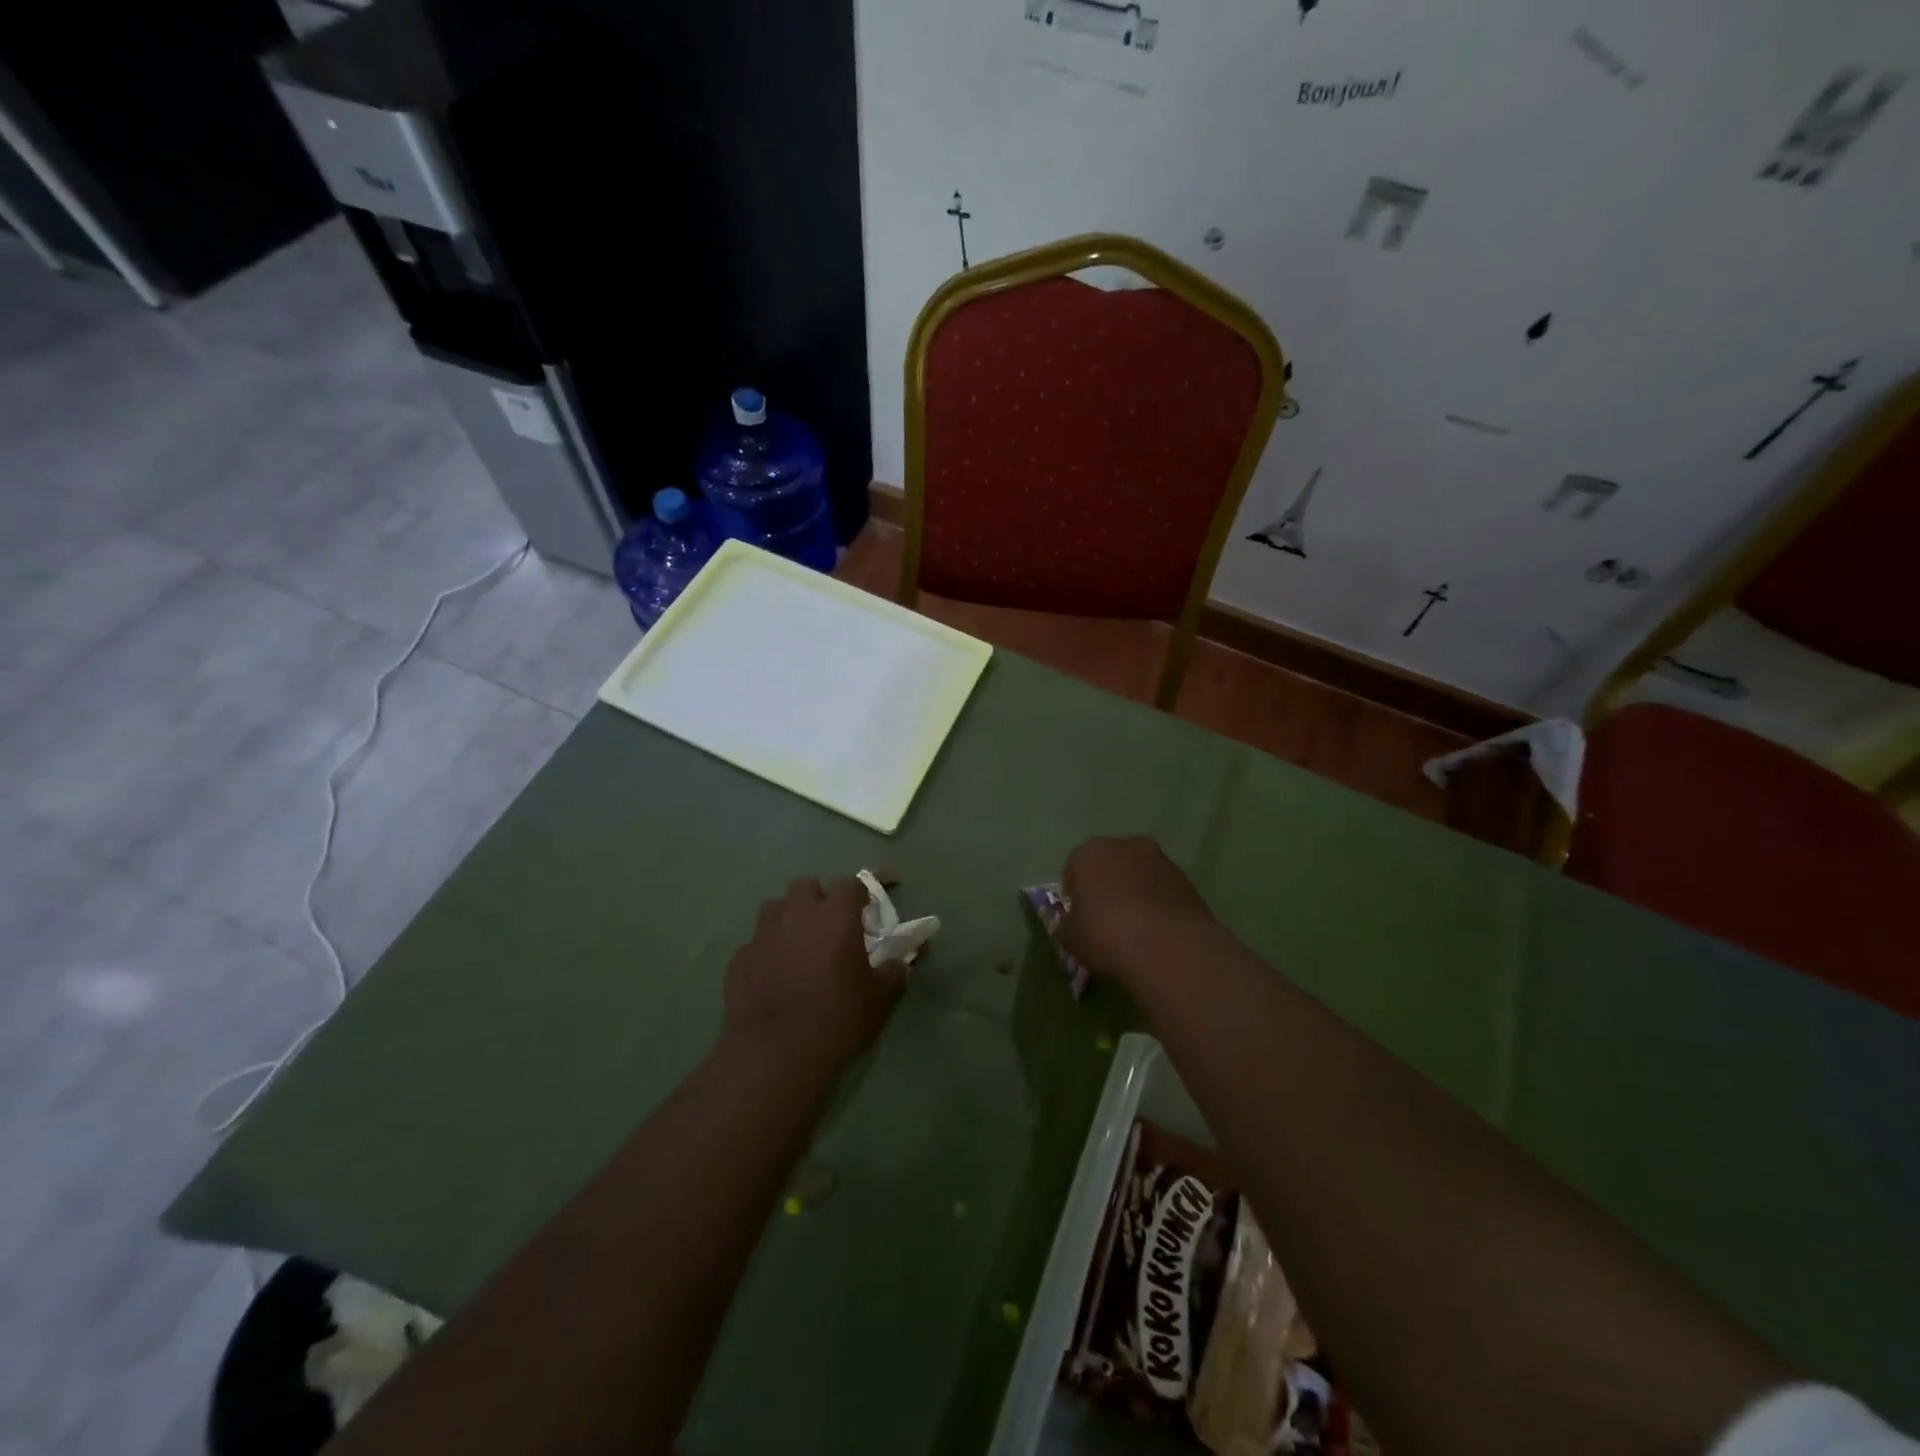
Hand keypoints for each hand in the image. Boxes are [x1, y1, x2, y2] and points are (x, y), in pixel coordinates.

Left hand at [722, 877, 905, 1071]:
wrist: (775, 1055)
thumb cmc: (837, 1019)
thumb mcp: (880, 998)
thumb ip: (893, 972)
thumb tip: (899, 962)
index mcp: (836, 916)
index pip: (852, 884)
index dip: (863, 894)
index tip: (870, 909)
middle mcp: (797, 914)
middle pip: (807, 886)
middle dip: (820, 900)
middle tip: (832, 927)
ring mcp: (763, 934)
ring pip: (776, 908)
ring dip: (790, 918)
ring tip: (800, 945)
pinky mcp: (739, 959)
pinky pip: (757, 942)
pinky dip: (768, 950)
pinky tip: (774, 975)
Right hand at [1060, 835, 1216, 990]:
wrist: (1169, 948)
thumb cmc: (1107, 936)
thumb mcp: (1070, 938)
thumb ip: (1068, 923)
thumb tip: (1076, 923)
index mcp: (1090, 851)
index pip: (1073, 868)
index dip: (1074, 894)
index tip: (1079, 919)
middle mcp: (1126, 845)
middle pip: (1109, 864)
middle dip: (1107, 887)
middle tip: (1106, 921)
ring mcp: (1161, 860)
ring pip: (1139, 875)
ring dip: (1135, 893)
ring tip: (1136, 929)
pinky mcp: (1187, 880)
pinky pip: (1162, 890)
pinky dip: (1158, 904)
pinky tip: (1158, 932)